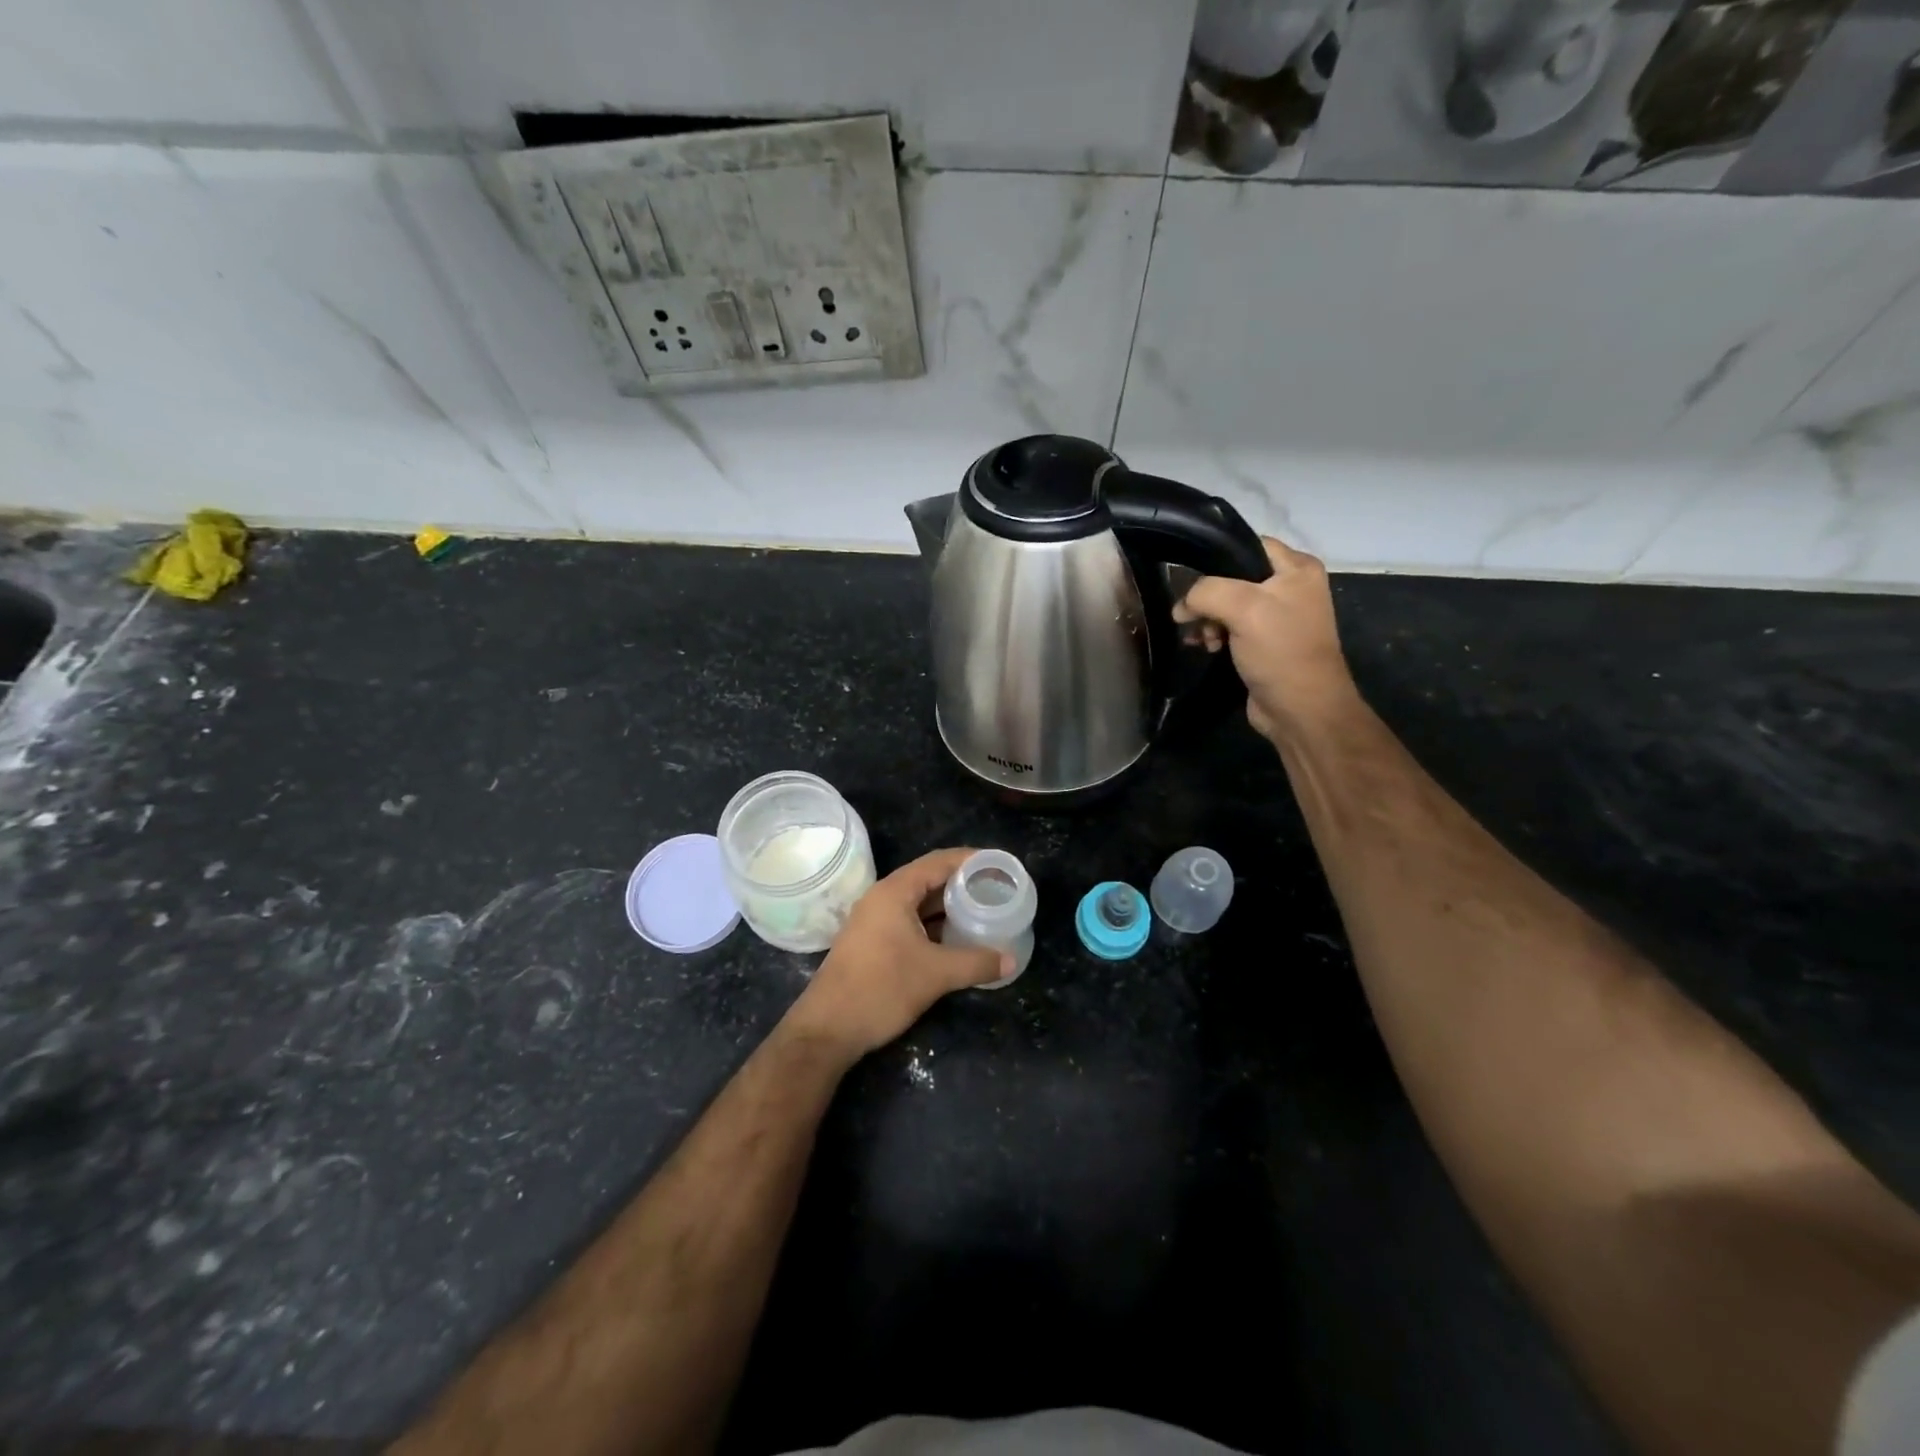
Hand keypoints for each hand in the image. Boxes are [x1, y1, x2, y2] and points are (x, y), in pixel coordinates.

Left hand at [784, 848, 1012, 1061]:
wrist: (827, 1029)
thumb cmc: (881, 989)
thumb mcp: (935, 974)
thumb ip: (976, 963)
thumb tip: (1011, 960)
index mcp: (895, 892)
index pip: (939, 861)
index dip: (971, 860)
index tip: (1000, 865)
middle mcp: (883, 898)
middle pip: (930, 879)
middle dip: (964, 883)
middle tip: (998, 890)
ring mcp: (875, 921)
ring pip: (920, 903)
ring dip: (950, 906)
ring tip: (984, 912)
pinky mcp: (873, 942)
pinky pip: (911, 921)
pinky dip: (935, 925)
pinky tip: (958, 938)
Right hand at [1172, 536, 1357, 743]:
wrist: (1300, 710)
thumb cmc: (1280, 651)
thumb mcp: (1244, 608)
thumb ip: (1207, 592)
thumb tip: (1182, 606)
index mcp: (1297, 568)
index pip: (1247, 545)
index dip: (1216, 558)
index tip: (1189, 577)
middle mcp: (1290, 587)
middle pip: (1232, 576)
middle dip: (1207, 597)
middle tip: (1192, 617)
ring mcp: (1276, 617)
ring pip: (1226, 604)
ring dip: (1207, 619)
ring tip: (1201, 638)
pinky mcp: (1263, 643)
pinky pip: (1229, 627)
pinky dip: (1213, 634)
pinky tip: (1205, 647)